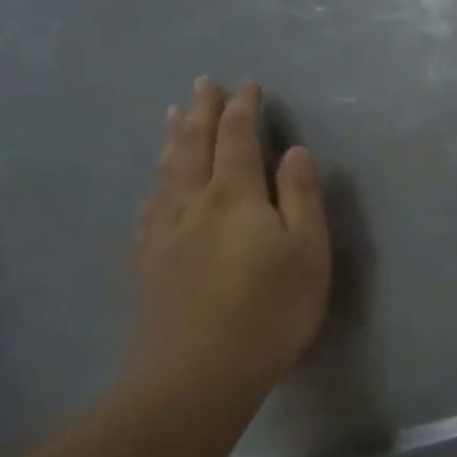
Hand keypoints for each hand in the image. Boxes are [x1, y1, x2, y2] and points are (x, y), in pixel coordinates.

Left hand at [128, 79, 329, 402]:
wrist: (199, 372)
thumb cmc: (270, 311)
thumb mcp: (308, 252)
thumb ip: (301, 197)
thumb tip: (293, 152)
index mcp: (235, 196)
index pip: (237, 138)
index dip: (242, 109)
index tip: (247, 86)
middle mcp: (192, 203)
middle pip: (193, 145)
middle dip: (201, 112)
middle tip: (203, 84)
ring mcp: (164, 232)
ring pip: (167, 172)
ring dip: (173, 138)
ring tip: (173, 115)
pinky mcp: (148, 262)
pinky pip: (149, 206)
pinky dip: (155, 182)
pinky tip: (155, 184)